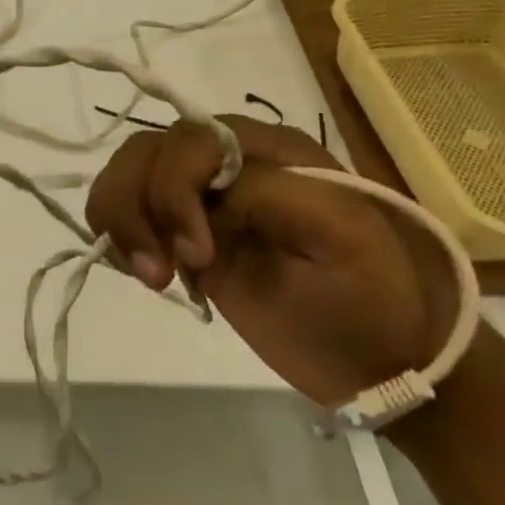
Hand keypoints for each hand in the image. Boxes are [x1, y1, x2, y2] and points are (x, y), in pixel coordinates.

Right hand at [86, 115, 455, 407]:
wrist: (388, 363)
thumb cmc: (376, 302)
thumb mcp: (341, 238)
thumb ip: (268, 195)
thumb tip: (205, 198)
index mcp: (268, 149)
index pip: (191, 140)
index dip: (175, 190)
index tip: (198, 258)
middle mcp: (227, 161)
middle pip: (147, 150)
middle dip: (138, 206)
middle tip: (159, 275)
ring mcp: (201, 197)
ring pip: (127, 171)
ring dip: (120, 217)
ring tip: (150, 276)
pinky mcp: (185, 232)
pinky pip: (127, 206)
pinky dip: (116, 229)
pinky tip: (140, 268)